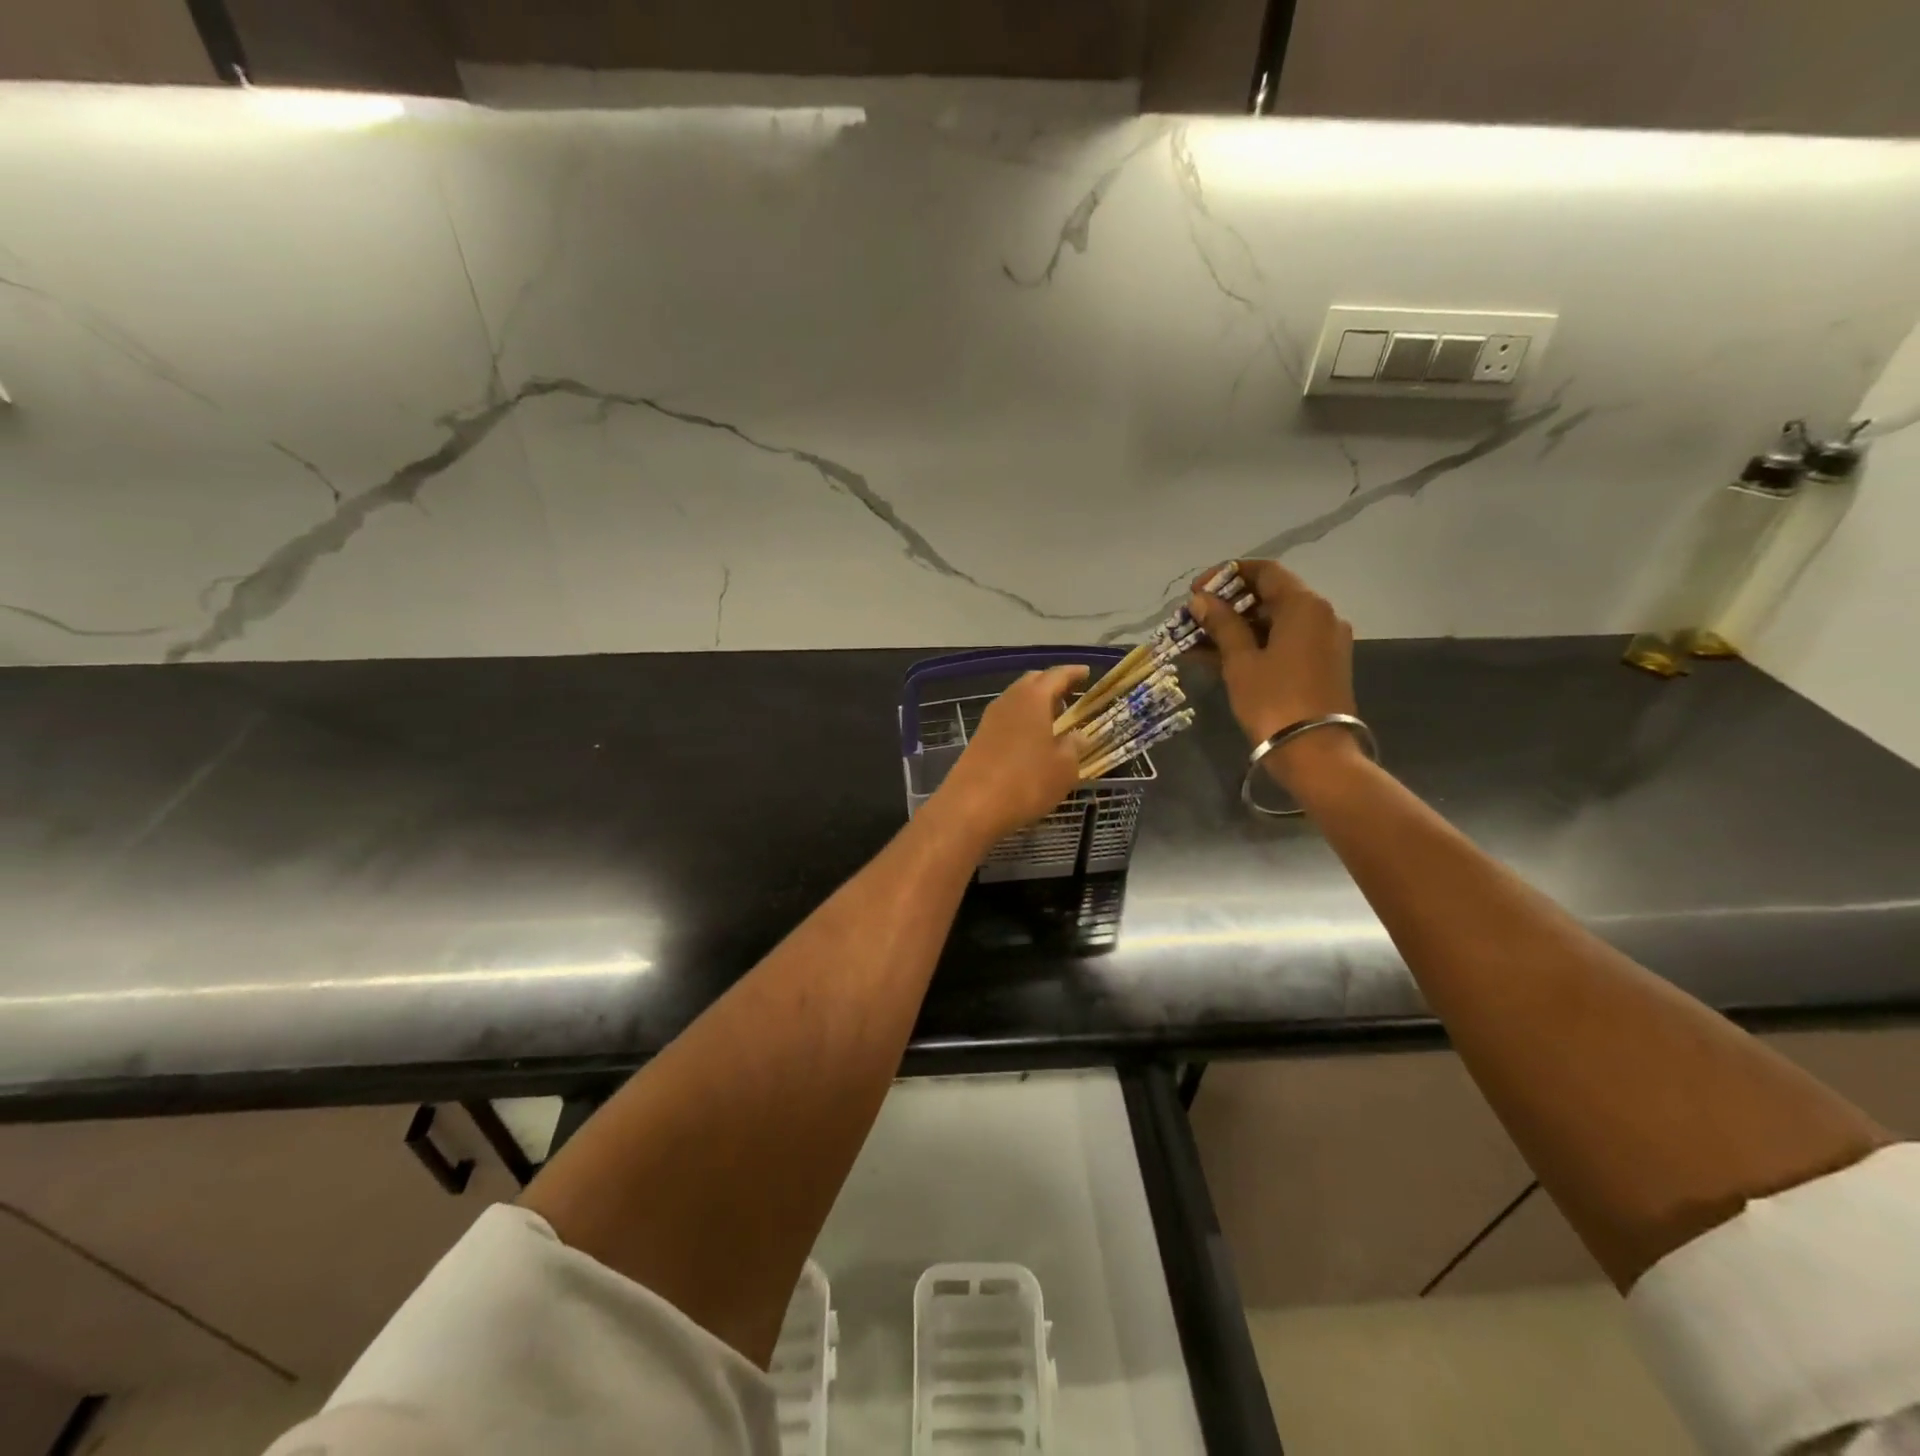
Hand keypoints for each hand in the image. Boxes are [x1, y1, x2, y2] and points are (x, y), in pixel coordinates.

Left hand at [929, 665, 1088, 845]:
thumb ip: (1074, 747)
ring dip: (1036, 704)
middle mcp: (1009, 700)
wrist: (971, 806)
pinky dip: (1023, 720)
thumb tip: (1078, 736)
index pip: (1056, 675)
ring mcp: (990, 719)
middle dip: (1052, 684)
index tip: (1086, 673)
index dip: (1073, 673)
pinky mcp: (979, 738)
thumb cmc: (1026, 782)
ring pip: (1017, 700)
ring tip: (1054, 718)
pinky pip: (1007, 719)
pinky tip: (1032, 739)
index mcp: (1032, 698)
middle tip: (1071, 695)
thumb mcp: (1063, 768)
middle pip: (1033, 682)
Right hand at [1189, 561, 1359, 789]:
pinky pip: (1281, 644)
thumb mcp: (1241, 661)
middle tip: (1192, 618)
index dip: (1226, 575)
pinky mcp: (1319, 666)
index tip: (1195, 590)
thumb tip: (1201, 600)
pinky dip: (1251, 646)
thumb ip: (1222, 624)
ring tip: (1194, 640)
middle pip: (1269, 597)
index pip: (1264, 571)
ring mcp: (1322, 642)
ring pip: (1272, 623)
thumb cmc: (1274, 701)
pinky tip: (1214, 657)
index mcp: (1304, 606)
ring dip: (1234, 628)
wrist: (1315, 753)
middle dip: (1227, 605)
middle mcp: (1320, 616)